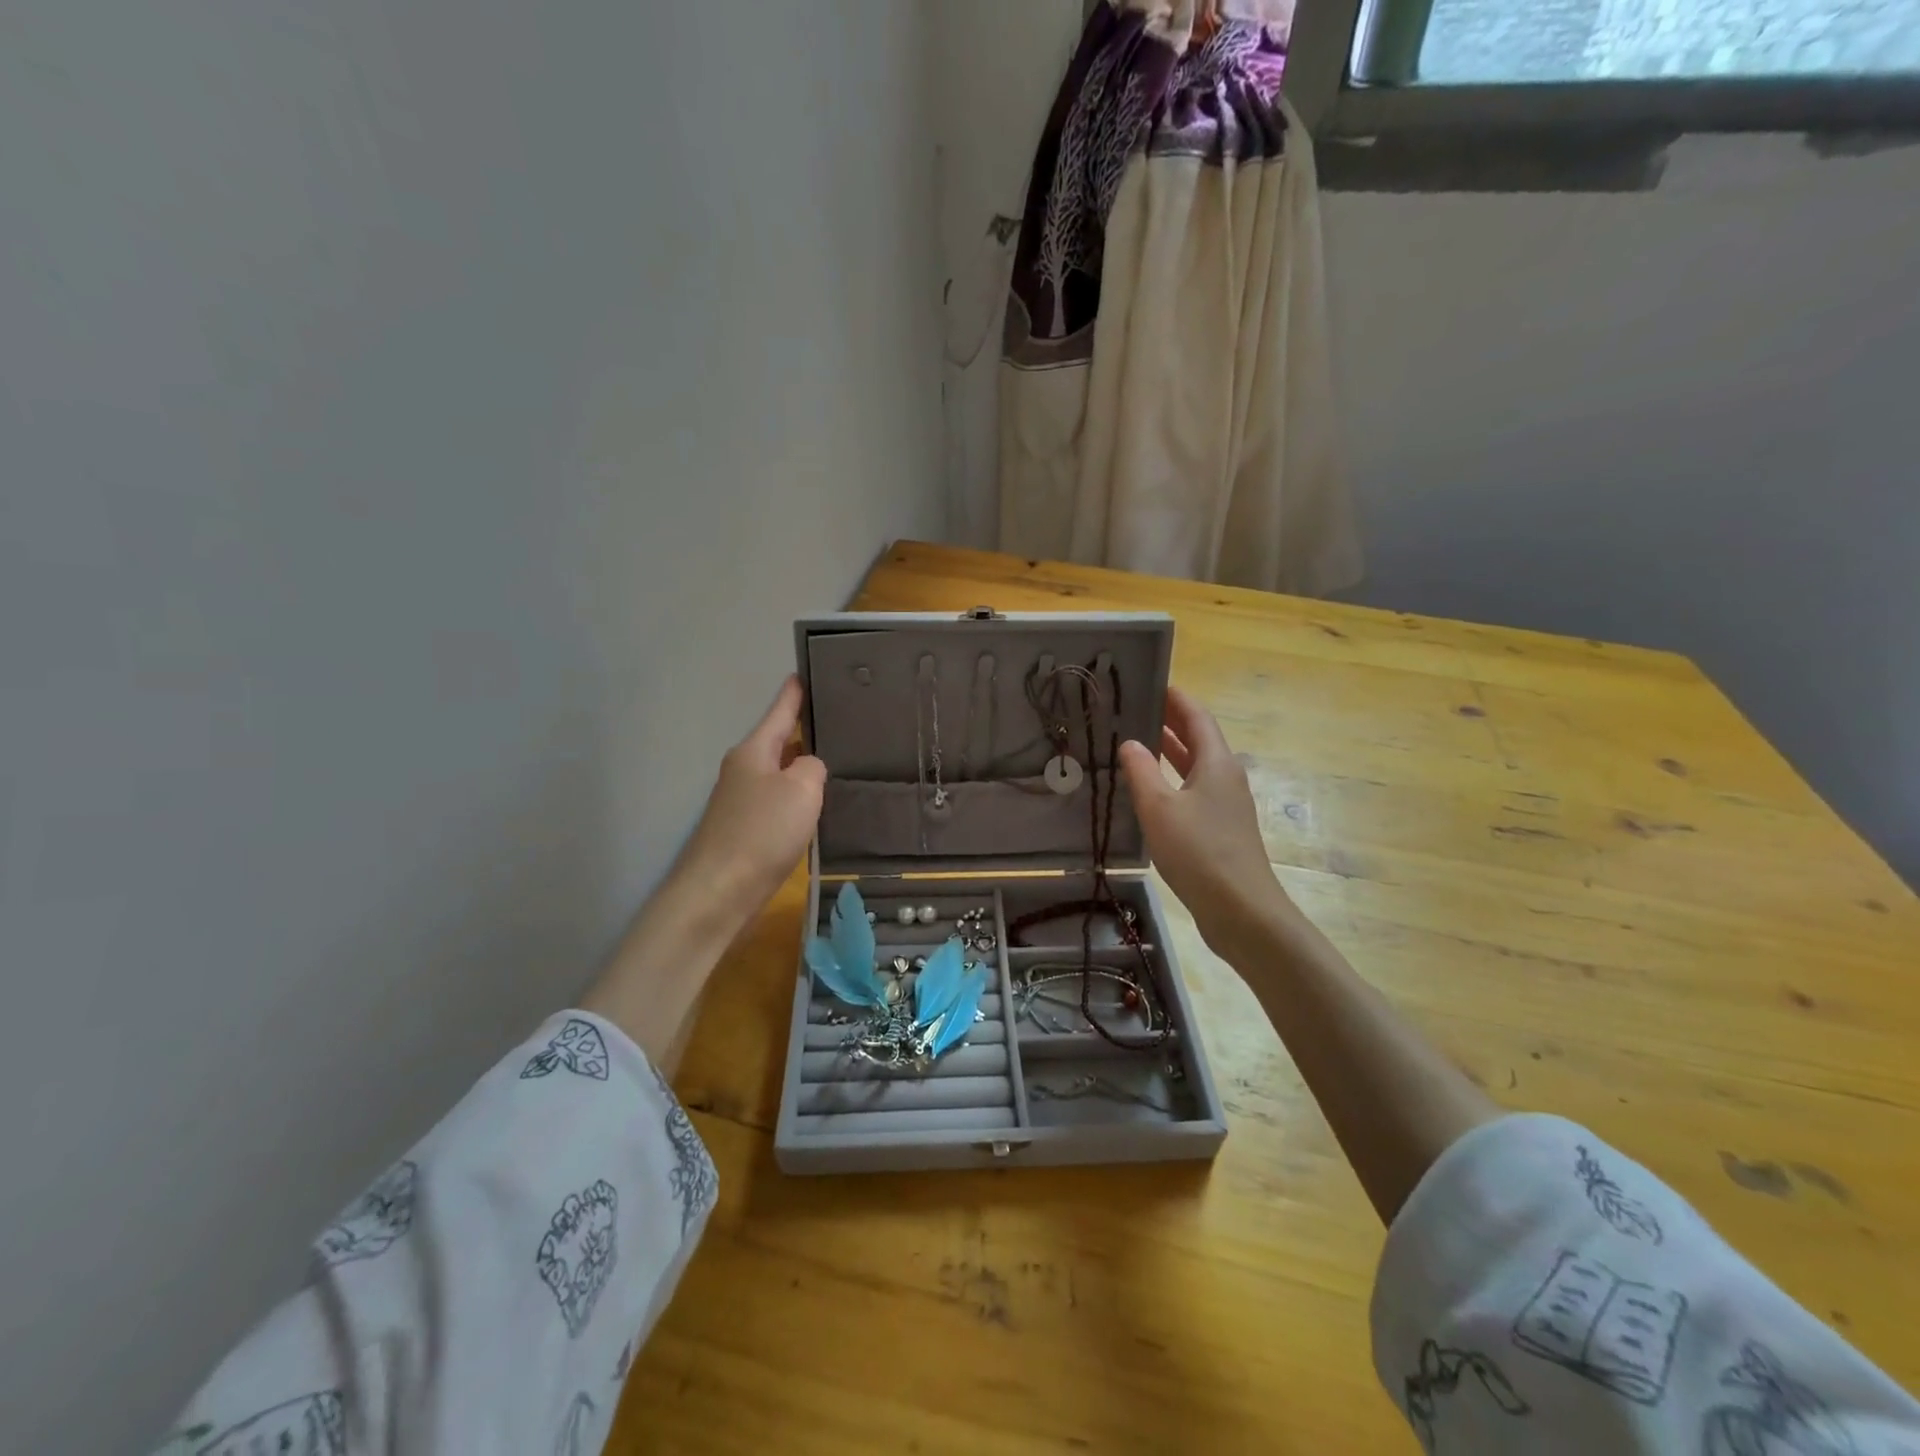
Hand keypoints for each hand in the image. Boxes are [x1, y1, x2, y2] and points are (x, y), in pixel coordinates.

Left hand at [675, 675, 825, 911]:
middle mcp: (744, 770)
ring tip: (839, 761)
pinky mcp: (746, 831)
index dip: (794, 693)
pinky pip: (779, 803)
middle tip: (841, 722)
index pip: (779, 711)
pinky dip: (798, 799)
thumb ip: (813, 768)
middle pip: (780, 742)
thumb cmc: (762, 832)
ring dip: (804, 768)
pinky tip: (818, 806)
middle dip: (806, 732)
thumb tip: (808, 771)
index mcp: (754, 751)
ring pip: (781, 774)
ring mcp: (742, 802)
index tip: (805, 672)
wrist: (719, 892)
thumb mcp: (801, 789)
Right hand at [1118, 686, 1297, 957]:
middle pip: (1199, 739)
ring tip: (1137, 741)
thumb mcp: (1159, 808)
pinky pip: (1193, 791)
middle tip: (1135, 708)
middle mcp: (1226, 777)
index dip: (1175, 698)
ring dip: (1170, 752)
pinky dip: (1172, 780)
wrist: (1241, 911)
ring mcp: (1226, 805)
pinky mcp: (1221, 830)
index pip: (1197, 716)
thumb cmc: (1199, 852)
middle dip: (1170, 721)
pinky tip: (1150, 791)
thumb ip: (1141, 771)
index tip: (1151, 682)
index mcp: (1217, 763)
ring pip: (1195, 767)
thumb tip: (1130, 742)